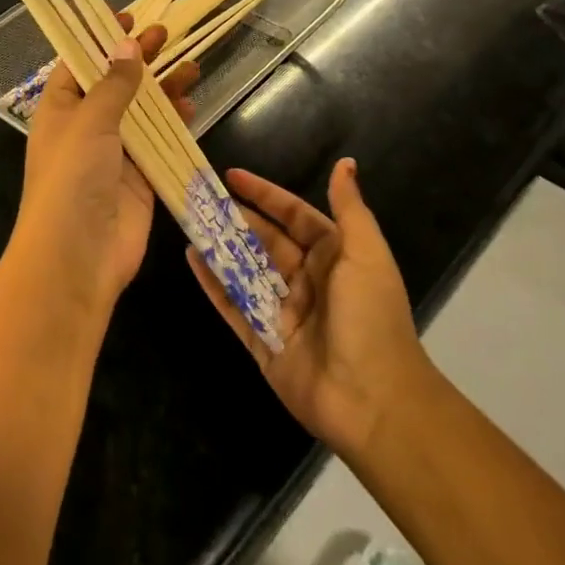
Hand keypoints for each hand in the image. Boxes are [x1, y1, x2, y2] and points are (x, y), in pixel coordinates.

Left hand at [11, 18, 199, 318]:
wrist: (77, 257)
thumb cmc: (71, 178)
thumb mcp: (89, 121)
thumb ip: (114, 83)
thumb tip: (127, 44)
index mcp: (60, 108)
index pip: (79, 62)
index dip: (100, 38)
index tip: (127, 16)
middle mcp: (85, 126)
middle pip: (115, 82)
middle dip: (138, 58)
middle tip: (165, 34)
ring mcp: (114, 152)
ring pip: (142, 110)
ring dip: (163, 88)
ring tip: (191, 65)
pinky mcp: (139, 176)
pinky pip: (159, 140)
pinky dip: (174, 122)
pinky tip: (190, 105)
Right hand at [186, 158, 429, 460]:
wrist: (374, 401)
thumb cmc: (371, 317)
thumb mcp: (367, 254)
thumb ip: (349, 208)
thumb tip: (346, 163)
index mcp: (333, 257)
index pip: (294, 216)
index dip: (265, 195)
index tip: (232, 175)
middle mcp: (307, 280)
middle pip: (265, 241)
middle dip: (236, 219)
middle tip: (200, 198)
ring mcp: (282, 312)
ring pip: (245, 270)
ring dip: (220, 246)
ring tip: (189, 220)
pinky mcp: (263, 342)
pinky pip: (233, 306)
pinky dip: (212, 282)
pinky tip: (192, 258)